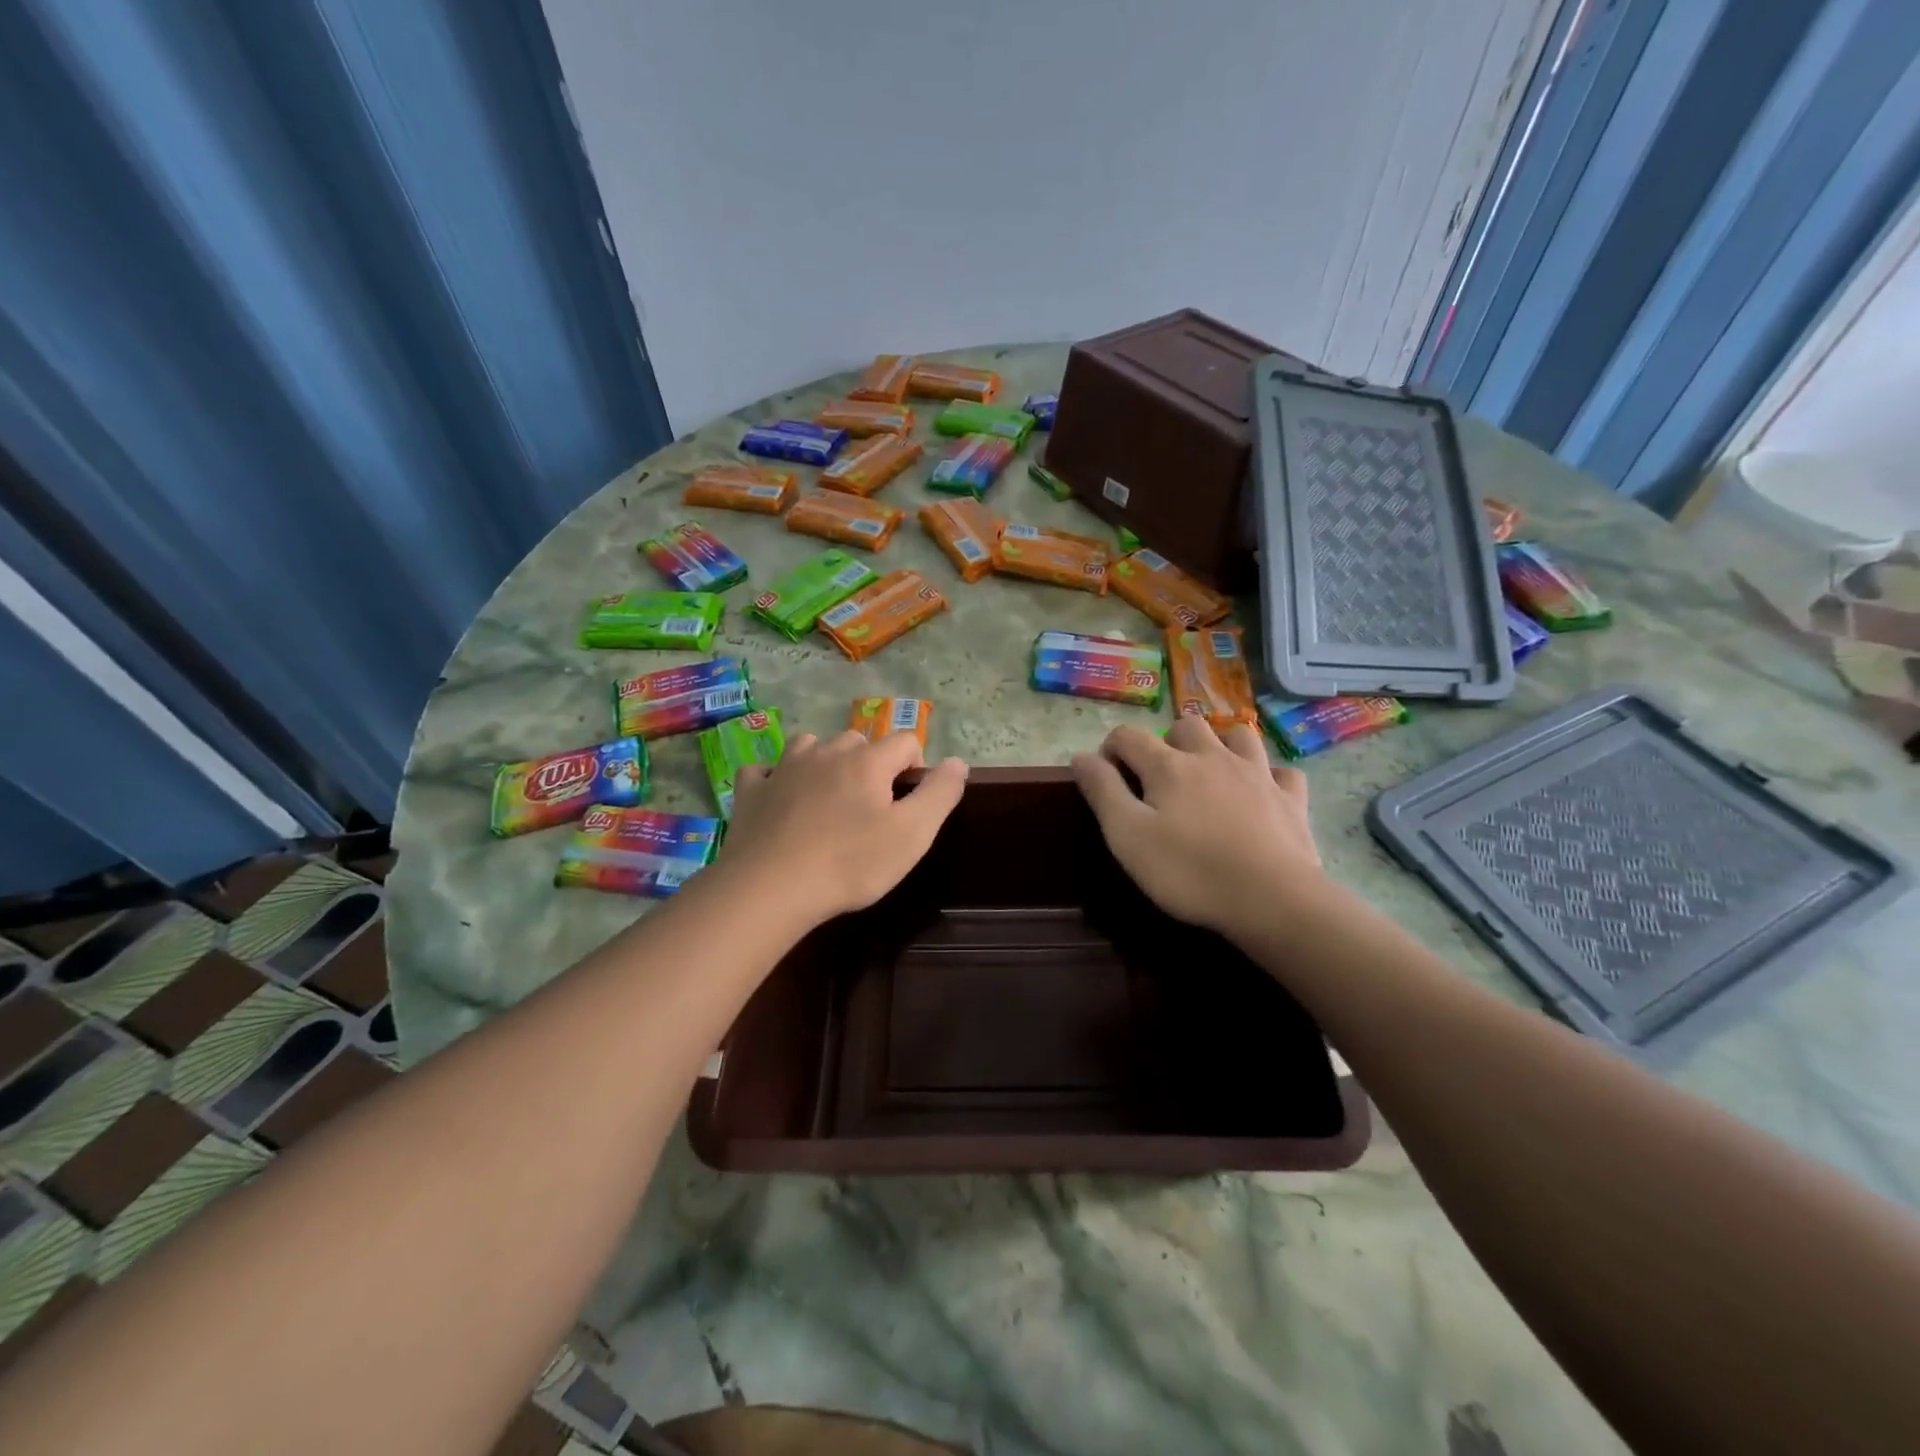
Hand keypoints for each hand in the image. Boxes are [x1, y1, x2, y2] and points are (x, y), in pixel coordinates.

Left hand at [718, 730, 967, 928]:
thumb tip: (958, 761)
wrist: (770, 888)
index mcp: (867, 761)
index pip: (905, 741)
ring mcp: (783, 768)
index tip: (909, 803)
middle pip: (858, 742)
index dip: (915, 767)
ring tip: (827, 798)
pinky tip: (778, 799)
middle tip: (870, 809)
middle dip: (870, 765)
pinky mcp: (751, 791)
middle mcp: (826, 752)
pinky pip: (765, 771)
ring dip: (823, 762)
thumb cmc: (850, 863)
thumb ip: (939, 793)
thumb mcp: (912, 835)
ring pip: (811, 746)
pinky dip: (774, 779)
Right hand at [1071, 717, 1322, 936]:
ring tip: (1210, 771)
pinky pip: (1282, 772)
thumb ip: (1102, 791)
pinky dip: (1269, 775)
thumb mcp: (1127, 836)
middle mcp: (1213, 757)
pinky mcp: (1291, 799)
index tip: (1106, 775)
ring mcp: (1257, 774)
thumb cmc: (1189, 871)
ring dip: (1220, 744)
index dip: (1111, 749)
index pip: (1129, 736)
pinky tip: (1262, 791)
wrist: (1272, 899)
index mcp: (1168, 766)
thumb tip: (1081, 756)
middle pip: (1186, 725)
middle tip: (1160, 776)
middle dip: (1167, 741)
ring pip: (1238, 735)